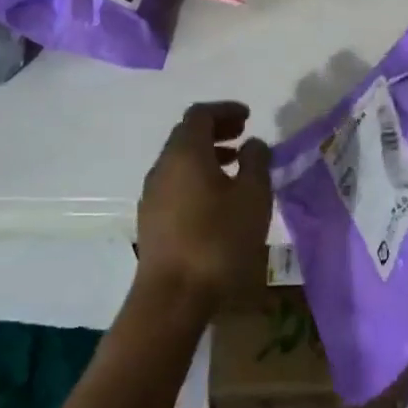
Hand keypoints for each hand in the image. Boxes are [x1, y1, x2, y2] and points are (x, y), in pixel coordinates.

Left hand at [135, 101, 272, 318]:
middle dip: (216, 130)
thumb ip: (256, 162)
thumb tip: (253, 144)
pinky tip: (217, 199)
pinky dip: (196, 177)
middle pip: (187, 135)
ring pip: (180, 161)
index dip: (225, 110)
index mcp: (185, 152)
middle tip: (243, 136)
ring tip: (235, 167)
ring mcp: (152, 194)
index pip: (200, 114)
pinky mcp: (151, 220)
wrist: (172, 297)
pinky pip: (175, 183)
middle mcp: (163, 166)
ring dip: (207, 155)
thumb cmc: (218, 240)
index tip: (248, 117)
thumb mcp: (253, 196)